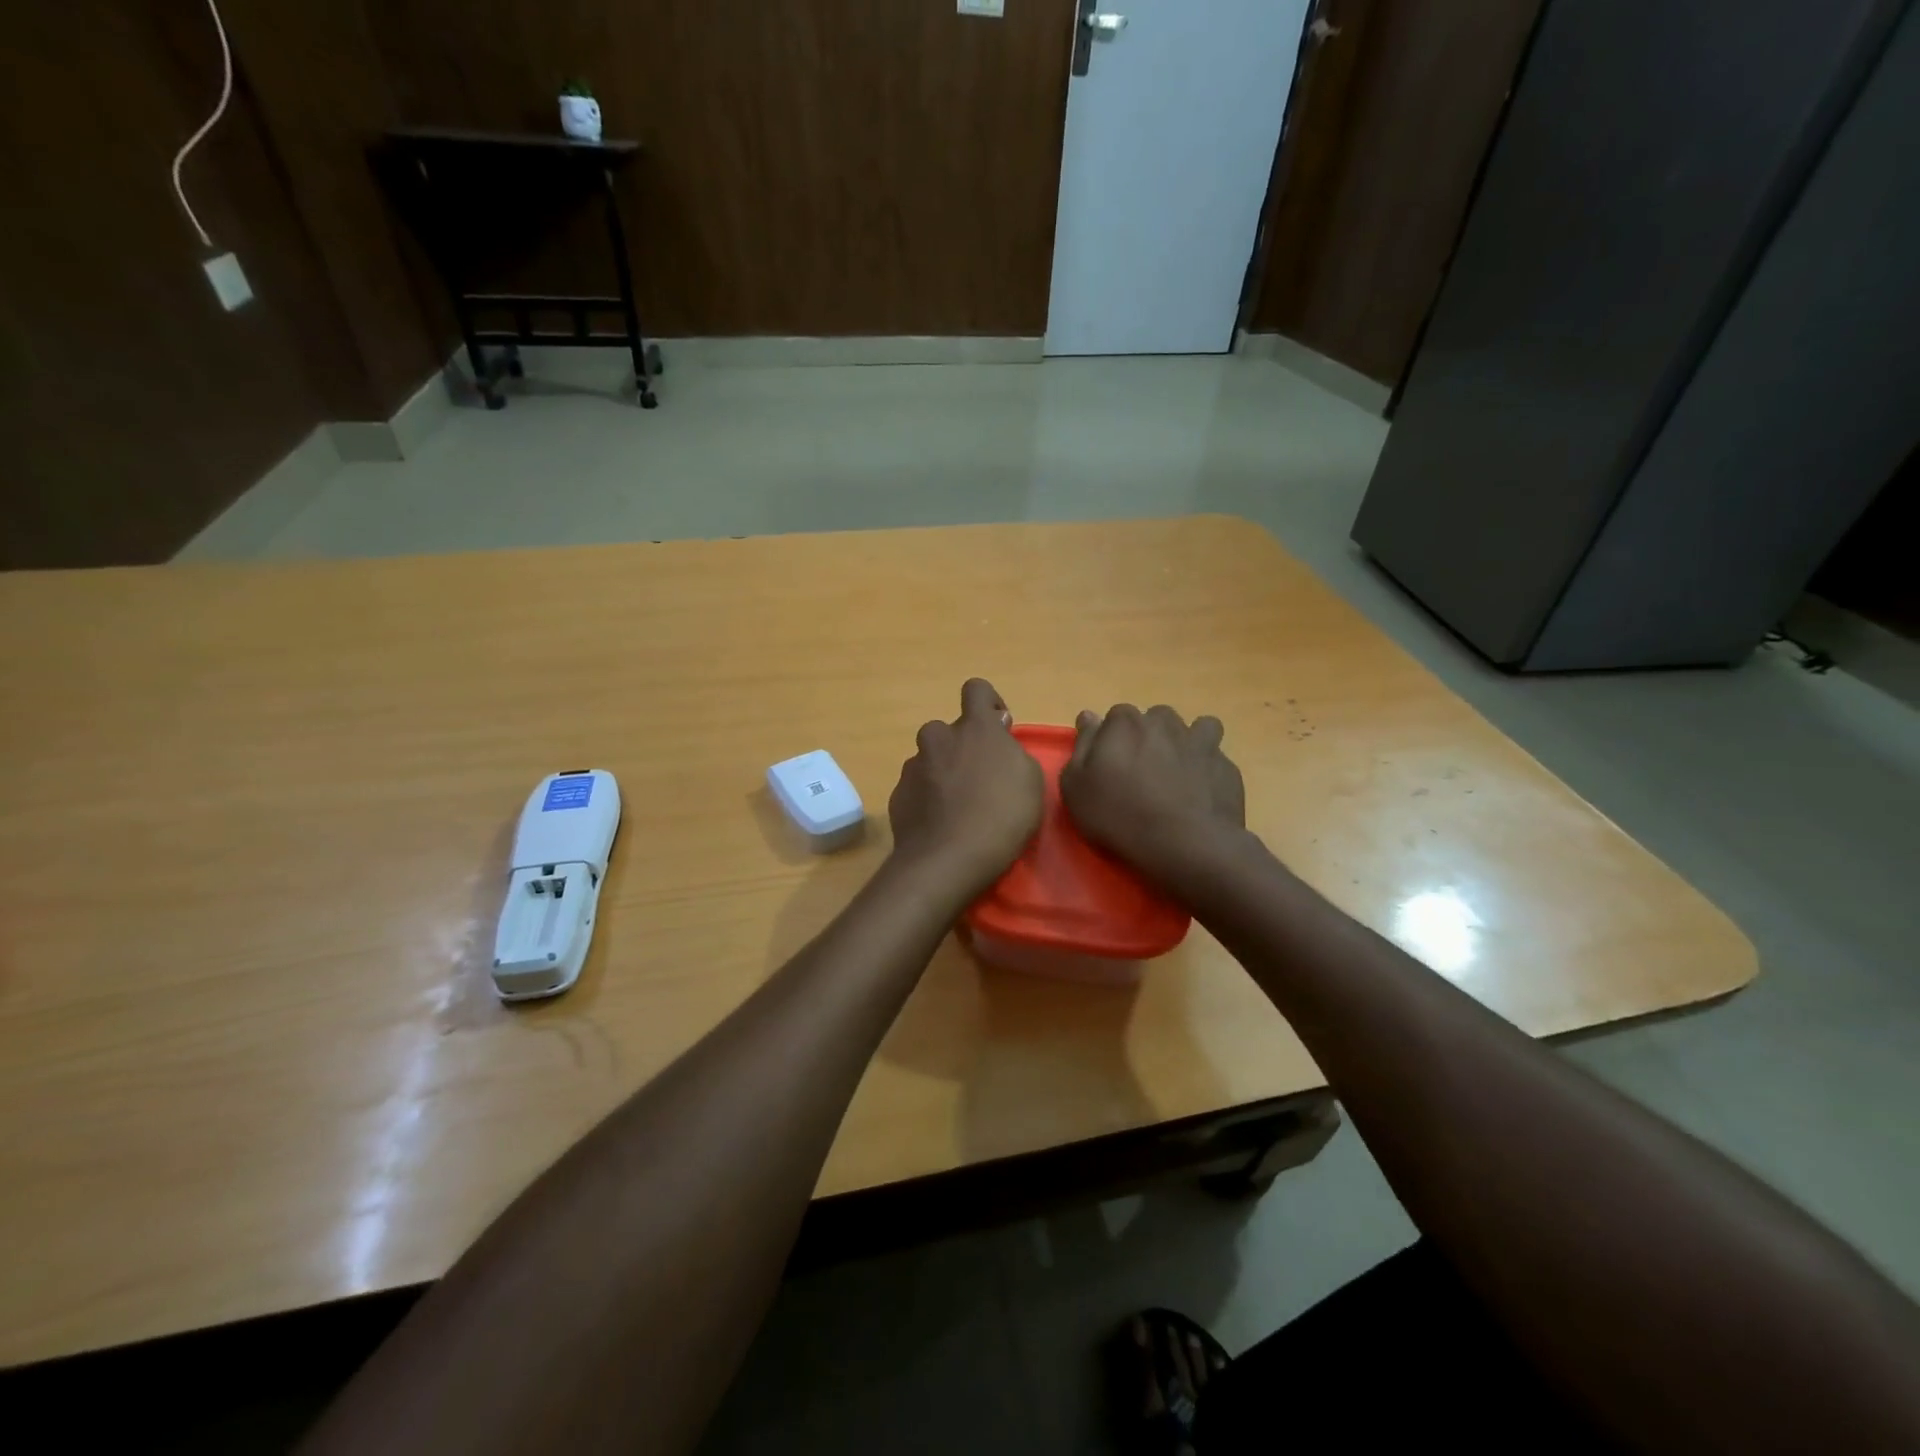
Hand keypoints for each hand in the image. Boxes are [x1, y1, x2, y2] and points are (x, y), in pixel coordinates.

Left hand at [888, 679, 1044, 895]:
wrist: (948, 860)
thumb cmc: (1001, 817)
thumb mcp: (1030, 781)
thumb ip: (1012, 751)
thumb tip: (998, 740)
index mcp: (975, 729)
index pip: (976, 689)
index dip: (989, 703)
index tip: (999, 728)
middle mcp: (939, 738)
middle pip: (949, 729)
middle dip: (962, 746)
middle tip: (979, 778)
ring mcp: (913, 766)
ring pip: (930, 758)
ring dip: (943, 772)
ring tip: (958, 806)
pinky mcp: (898, 794)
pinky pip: (916, 786)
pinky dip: (927, 797)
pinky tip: (941, 823)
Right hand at [1060, 704, 1245, 883]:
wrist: (1184, 844)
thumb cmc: (1119, 815)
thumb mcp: (1076, 787)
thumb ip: (1083, 745)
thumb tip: (1089, 716)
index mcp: (1125, 724)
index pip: (1115, 717)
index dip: (1112, 739)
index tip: (1110, 765)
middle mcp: (1165, 723)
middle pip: (1155, 719)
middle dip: (1149, 738)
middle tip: (1142, 773)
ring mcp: (1201, 743)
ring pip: (1195, 728)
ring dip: (1186, 744)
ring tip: (1177, 775)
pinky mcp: (1226, 768)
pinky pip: (1215, 759)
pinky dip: (1208, 771)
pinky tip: (1200, 795)